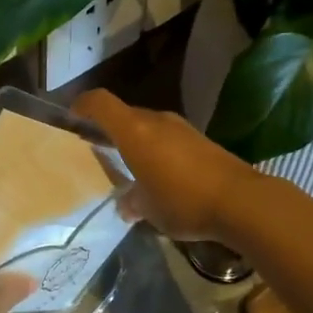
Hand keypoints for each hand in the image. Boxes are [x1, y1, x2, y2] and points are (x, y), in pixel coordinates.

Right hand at [73, 90, 264, 245]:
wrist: (241, 200)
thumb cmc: (184, 202)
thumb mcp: (149, 209)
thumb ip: (133, 202)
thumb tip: (127, 204)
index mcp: (134, 131)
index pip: (100, 102)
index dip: (82, 106)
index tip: (71, 118)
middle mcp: (156, 121)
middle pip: (123, 114)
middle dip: (107, 129)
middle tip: (94, 148)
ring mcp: (180, 128)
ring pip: (146, 126)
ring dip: (133, 140)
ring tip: (126, 164)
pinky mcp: (199, 139)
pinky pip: (166, 137)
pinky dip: (154, 148)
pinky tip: (158, 174)